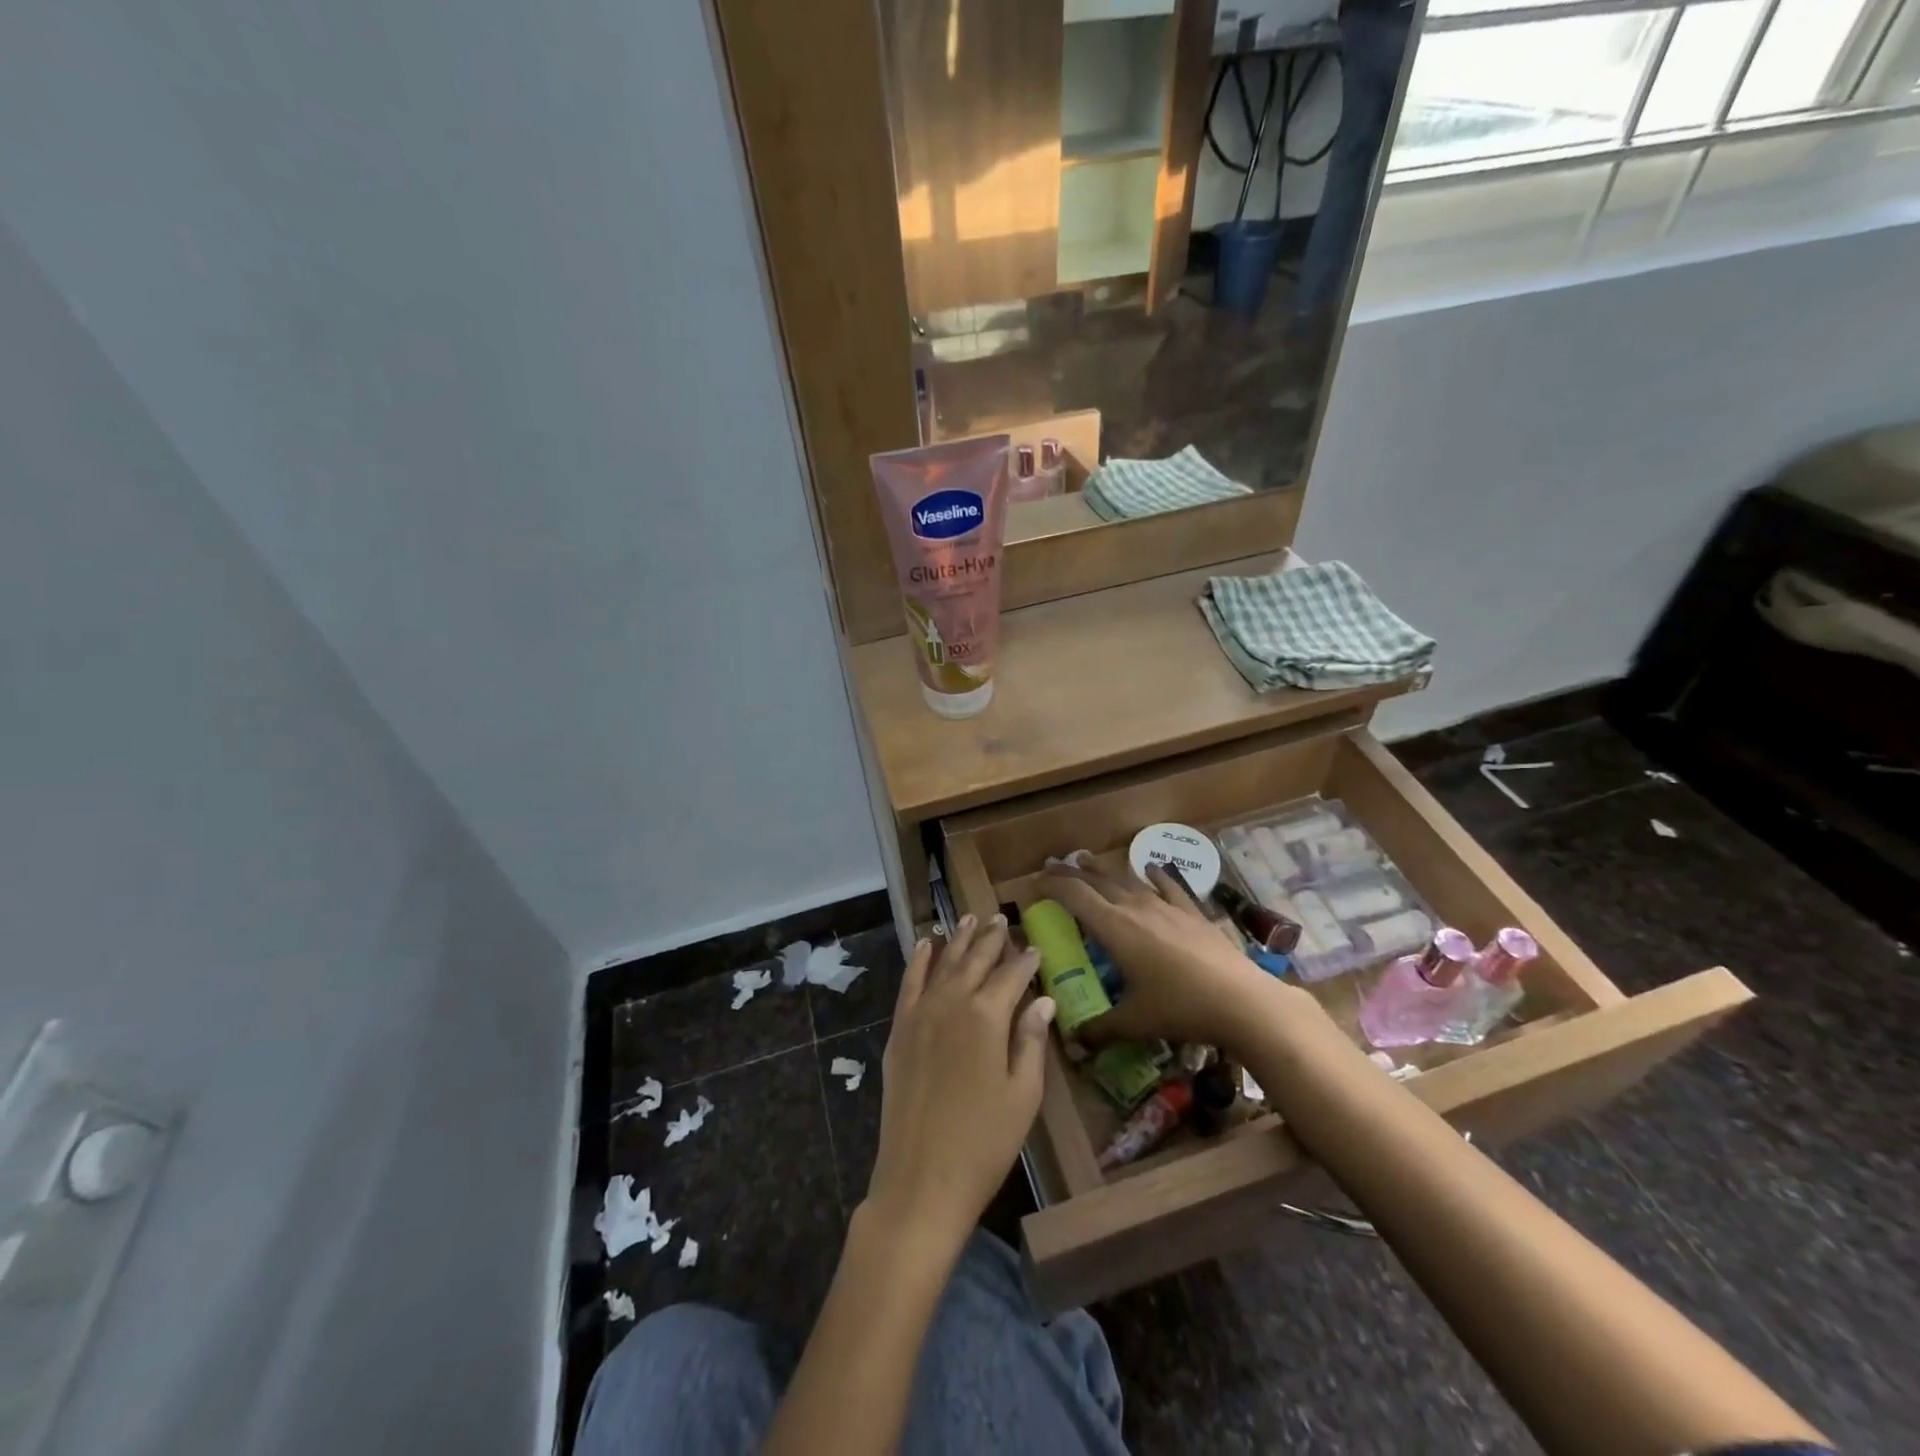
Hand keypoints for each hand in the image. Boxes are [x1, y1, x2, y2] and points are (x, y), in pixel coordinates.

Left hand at [866, 915, 1054, 1253]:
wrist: (920, 1179)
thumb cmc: (984, 1143)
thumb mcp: (1023, 1095)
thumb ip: (1031, 1040)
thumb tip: (1043, 999)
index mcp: (988, 1016)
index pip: (1012, 975)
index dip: (1026, 960)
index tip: (1037, 947)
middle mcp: (952, 1003)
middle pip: (976, 960)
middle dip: (992, 938)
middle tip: (1002, 919)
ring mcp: (920, 1014)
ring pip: (943, 963)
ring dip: (958, 939)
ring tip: (970, 917)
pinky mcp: (899, 1029)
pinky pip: (909, 982)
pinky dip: (918, 959)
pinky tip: (924, 943)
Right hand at [1044, 861, 1303, 1050]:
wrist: (1241, 1001)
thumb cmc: (1179, 1008)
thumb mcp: (1133, 1022)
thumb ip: (1099, 1029)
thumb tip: (1073, 1043)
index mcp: (1114, 928)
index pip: (1074, 896)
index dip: (1052, 886)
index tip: (1035, 884)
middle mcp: (1136, 907)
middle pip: (1097, 880)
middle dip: (1072, 872)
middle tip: (1054, 866)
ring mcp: (1167, 906)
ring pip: (1128, 878)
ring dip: (1105, 869)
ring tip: (1089, 860)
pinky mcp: (1193, 912)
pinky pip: (1169, 884)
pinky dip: (1155, 874)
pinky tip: (1152, 867)